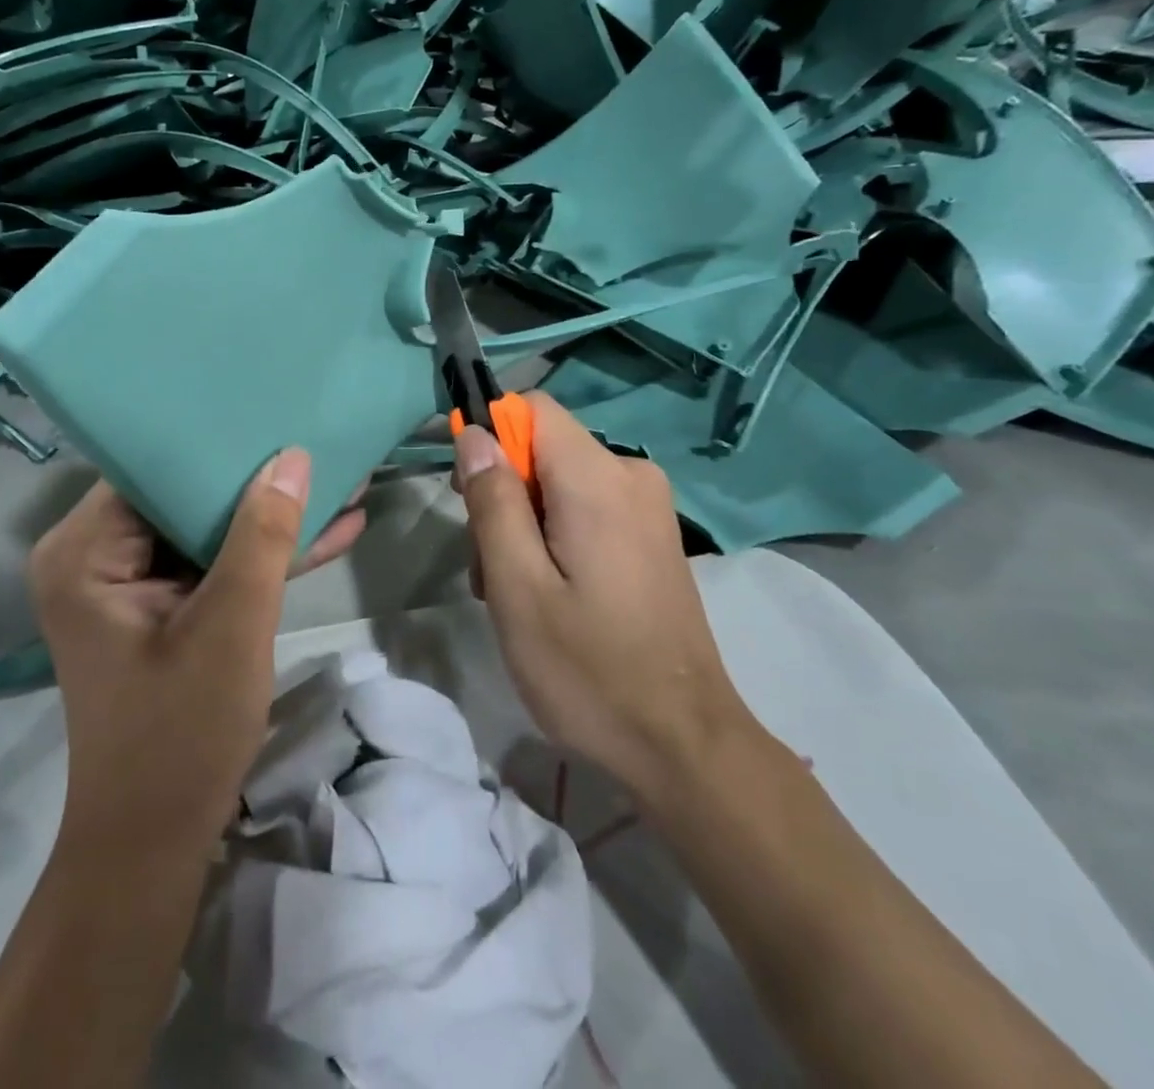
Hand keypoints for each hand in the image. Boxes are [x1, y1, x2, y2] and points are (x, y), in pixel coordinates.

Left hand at [28, 451, 364, 853]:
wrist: (156, 843)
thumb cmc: (181, 733)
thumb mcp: (232, 624)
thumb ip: (263, 535)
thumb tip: (292, 456)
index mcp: (84, 550)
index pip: (151, 467)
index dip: (215, 439)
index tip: (273, 409)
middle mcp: (95, 556)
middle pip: (182, 493)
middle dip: (257, 478)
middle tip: (317, 438)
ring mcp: (130, 585)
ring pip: (206, 529)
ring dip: (271, 517)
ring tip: (343, 481)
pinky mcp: (160, 609)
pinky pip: (213, 565)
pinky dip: (263, 556)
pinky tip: (330, 531)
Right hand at [453, 394, 748, 790]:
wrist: (684, 745)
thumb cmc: (588, 669)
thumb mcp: (518, 587)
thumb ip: (492, 502)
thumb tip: (474, 434)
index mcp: (598, 478)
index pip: (532, 407)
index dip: (490, 436)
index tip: (468, 494)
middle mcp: (631, 474)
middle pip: (542, 449)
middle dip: (504, 495)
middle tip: (488, 569)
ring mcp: (649, 507)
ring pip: (560, 483)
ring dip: (525, 525)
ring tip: (516, 596)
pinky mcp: (653, 536)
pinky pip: (588, 509)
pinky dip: (557, 538)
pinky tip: (550, 597)